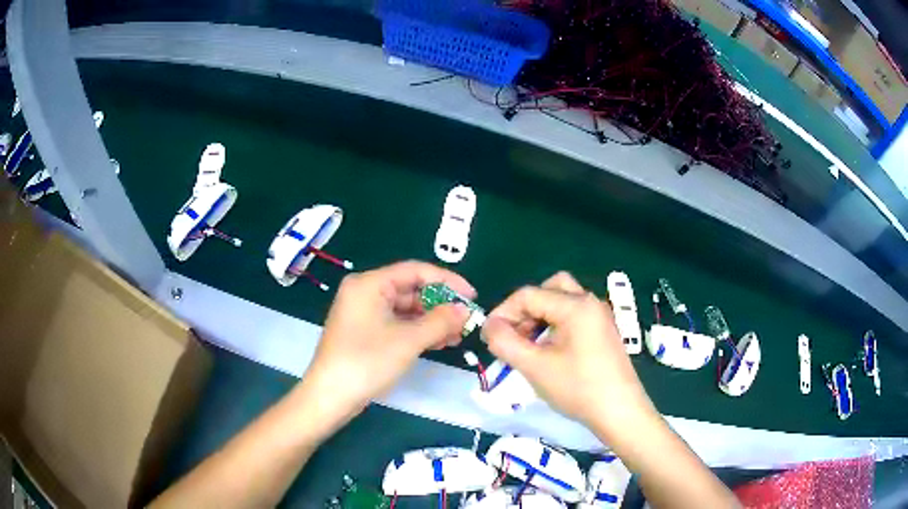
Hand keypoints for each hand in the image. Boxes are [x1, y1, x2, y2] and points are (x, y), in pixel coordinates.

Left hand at [296, 261, 474, 435]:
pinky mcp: (365, 332)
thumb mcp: (408, 340)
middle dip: (440, 305)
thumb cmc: (366, 362)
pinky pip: (397, 323)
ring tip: (458, 336)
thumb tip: (466, 310)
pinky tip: (439, 342)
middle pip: (411, 289)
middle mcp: (365, 292)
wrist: (330, 397)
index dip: (447, 281)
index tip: (472, 296)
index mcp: (370, 283)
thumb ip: (440, 321)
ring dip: (432, 320)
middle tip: (467, 321)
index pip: (415, 270)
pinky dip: (418, 331)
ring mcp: (364, 313)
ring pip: (406, 309)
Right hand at [481, 272, 659, 444]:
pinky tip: (549, 353)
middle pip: (549, 289)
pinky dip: (554, 325)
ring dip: (539, 317)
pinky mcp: (603, 332)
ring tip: (528, 347)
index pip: (528, 295)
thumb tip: (489, 326)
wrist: (620, 412)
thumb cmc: (578, 388)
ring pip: (561, 302)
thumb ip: (505, 342)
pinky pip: (573, 317)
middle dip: (525, 309)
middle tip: (514, 335)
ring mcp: (599, 317)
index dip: (503, 312)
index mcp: (575, 305)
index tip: (490, 337)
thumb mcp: (535, 367)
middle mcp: (590, 303)